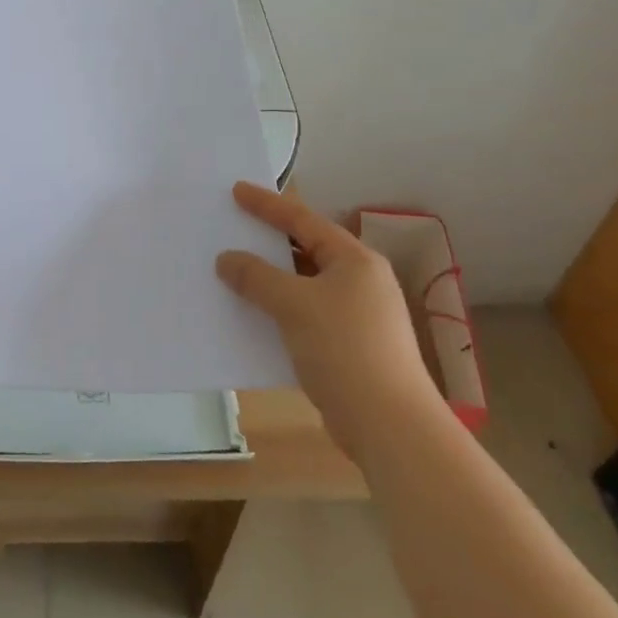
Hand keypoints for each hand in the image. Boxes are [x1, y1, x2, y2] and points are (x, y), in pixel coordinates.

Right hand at [217, 183, 439, 452]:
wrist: (391, 427)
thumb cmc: (345, 349)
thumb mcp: (294, 305)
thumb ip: (256, 277)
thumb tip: (226, 259)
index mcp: (355, 260)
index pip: (303, 220)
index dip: (267, 204)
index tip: (236, 190)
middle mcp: (361, 281)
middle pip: (307, 250)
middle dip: (269, 242)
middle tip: (234, 228)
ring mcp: (359, 315)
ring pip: (305, 285)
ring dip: (272, 280)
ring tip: (236, 271)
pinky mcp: (351, 347)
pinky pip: (307, 315)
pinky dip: (281, 310)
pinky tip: (255, 317)